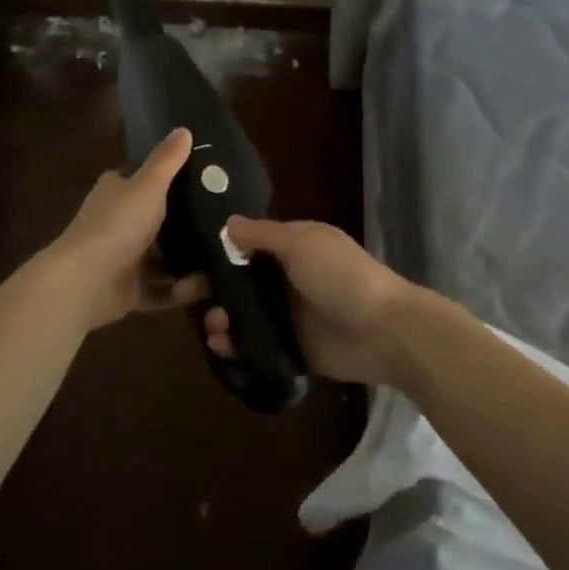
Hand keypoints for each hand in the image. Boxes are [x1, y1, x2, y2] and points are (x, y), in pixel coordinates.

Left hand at [46, 127, 208, 330]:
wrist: (86, 281)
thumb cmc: (117, 224)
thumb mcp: (148, 185)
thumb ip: (167, 160)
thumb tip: (184, 129)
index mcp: (115, 192)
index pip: (142, 179)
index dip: (168, 178)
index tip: (203, 182)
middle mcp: (117, 222)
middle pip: (155, 219)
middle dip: (185, 223)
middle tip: (223, 221)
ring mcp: (122, 258)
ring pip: (161, 257)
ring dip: (187, 260)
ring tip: (223, 255)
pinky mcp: (128, 290)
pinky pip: (161, 289)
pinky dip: (181, 289)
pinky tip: (208, 285)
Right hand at [202, 217, 426, 387]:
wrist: (384, 331)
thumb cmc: (342, 276)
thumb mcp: (302, 244)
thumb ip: (262, 235)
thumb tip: (227, 222)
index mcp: (294, 246)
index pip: (248, 244)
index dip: (219, 251)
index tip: (187, 261)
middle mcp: (288, 277)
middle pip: (241, 281)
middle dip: (213, 288)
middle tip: (184, 297)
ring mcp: (290, 314)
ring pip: (245, 315)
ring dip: (223, 319)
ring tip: (213, 329)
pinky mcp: (293, 346)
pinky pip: (257, 344)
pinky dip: (237, 346)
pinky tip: (223, 348)